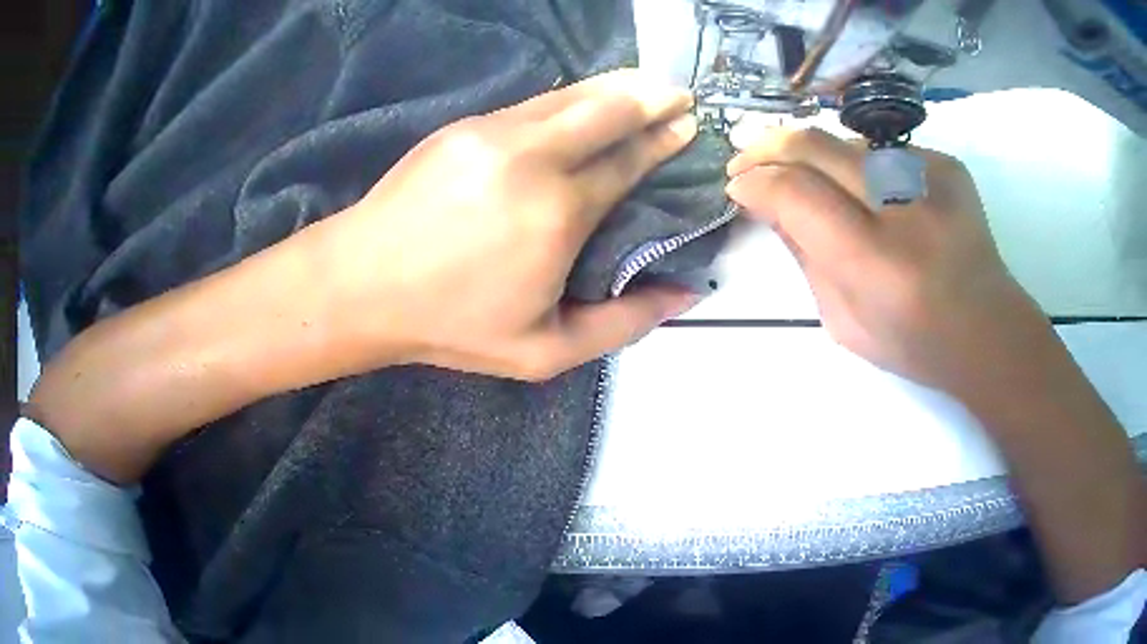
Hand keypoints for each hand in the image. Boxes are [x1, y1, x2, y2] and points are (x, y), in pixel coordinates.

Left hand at [304, 69, 701, 380]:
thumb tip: (683, 293)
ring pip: (570, 96)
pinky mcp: (463, 126)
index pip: (628, 161)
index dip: (664, 140)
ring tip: (643, 85)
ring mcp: (493, 133)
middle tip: (679, 94)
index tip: (690, 126)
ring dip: (613, 88)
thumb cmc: (452, 324)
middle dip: (651, 96)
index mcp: (559, 214)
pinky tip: (579, 104)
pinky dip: (569, 99)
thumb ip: (622, 323)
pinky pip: (532, 104)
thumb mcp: (544, 351)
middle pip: (607, 108)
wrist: (360, 285)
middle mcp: (533, 158)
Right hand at [725, 128, 1044, 394]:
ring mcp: (932, 177)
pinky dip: (861, 167)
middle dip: (768, 146)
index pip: (796, 194)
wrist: (989, 330)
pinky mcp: (947, 164)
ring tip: (804, 177)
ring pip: (846, 143)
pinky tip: (868, 194)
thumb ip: (804, 257)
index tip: (737, 186)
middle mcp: (906, 208)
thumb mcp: (843, 322)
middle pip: (816, 145)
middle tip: (746, 157)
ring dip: (814, 156)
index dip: (757, 182)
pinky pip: (883, 152)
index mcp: (877, 263)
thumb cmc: (914, 342)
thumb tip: (769, 204)